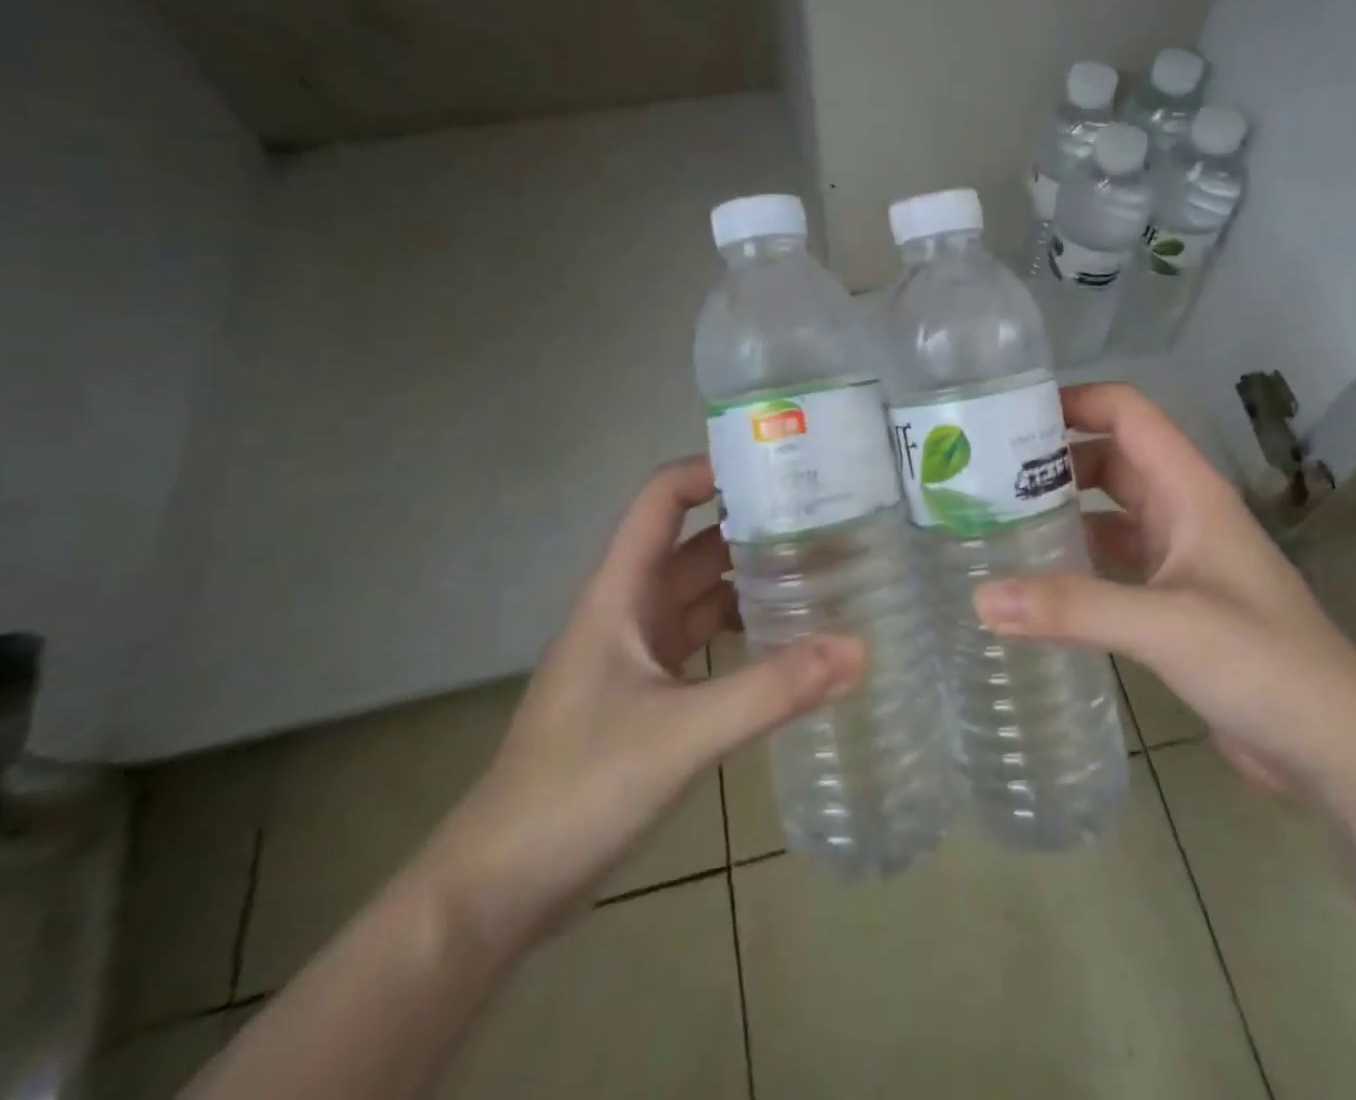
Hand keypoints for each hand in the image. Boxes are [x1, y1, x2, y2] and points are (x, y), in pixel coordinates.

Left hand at [416, 456, 863, 958]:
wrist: (497, 890)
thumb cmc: (578, 789)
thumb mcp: (682, 734)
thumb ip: (772, 690)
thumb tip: (858, 649)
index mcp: (620, 593)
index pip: (662, 499)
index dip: (710, 469)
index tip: (777, 466)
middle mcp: (627, 610)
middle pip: (693, 544)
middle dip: (750, 525)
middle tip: (824, 518)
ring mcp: (634, 654)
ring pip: (699, 595)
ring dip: (748, 579)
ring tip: (818, 569)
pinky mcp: (644, 695)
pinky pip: (701, 641)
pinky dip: (739, 630)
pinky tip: (784, 640)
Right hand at [975, 383, 1355, 791]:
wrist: (1336, 748)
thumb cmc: (1264, 664)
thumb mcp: (1166, 626)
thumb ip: (1073, 608)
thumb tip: (979, 599)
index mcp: (1191, 490)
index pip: (1129, 414)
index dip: (1075, 401)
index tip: (1009, 417)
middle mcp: (1184, 512)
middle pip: (1112, 459)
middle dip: (1054, 458)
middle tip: (985, 475)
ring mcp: (1181, 558)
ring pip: (1111, 512)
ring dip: (1063, 509)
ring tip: (996, 520)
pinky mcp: (1174, 602)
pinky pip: (1114, 561)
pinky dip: (1077, 560)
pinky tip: (1037, 579)